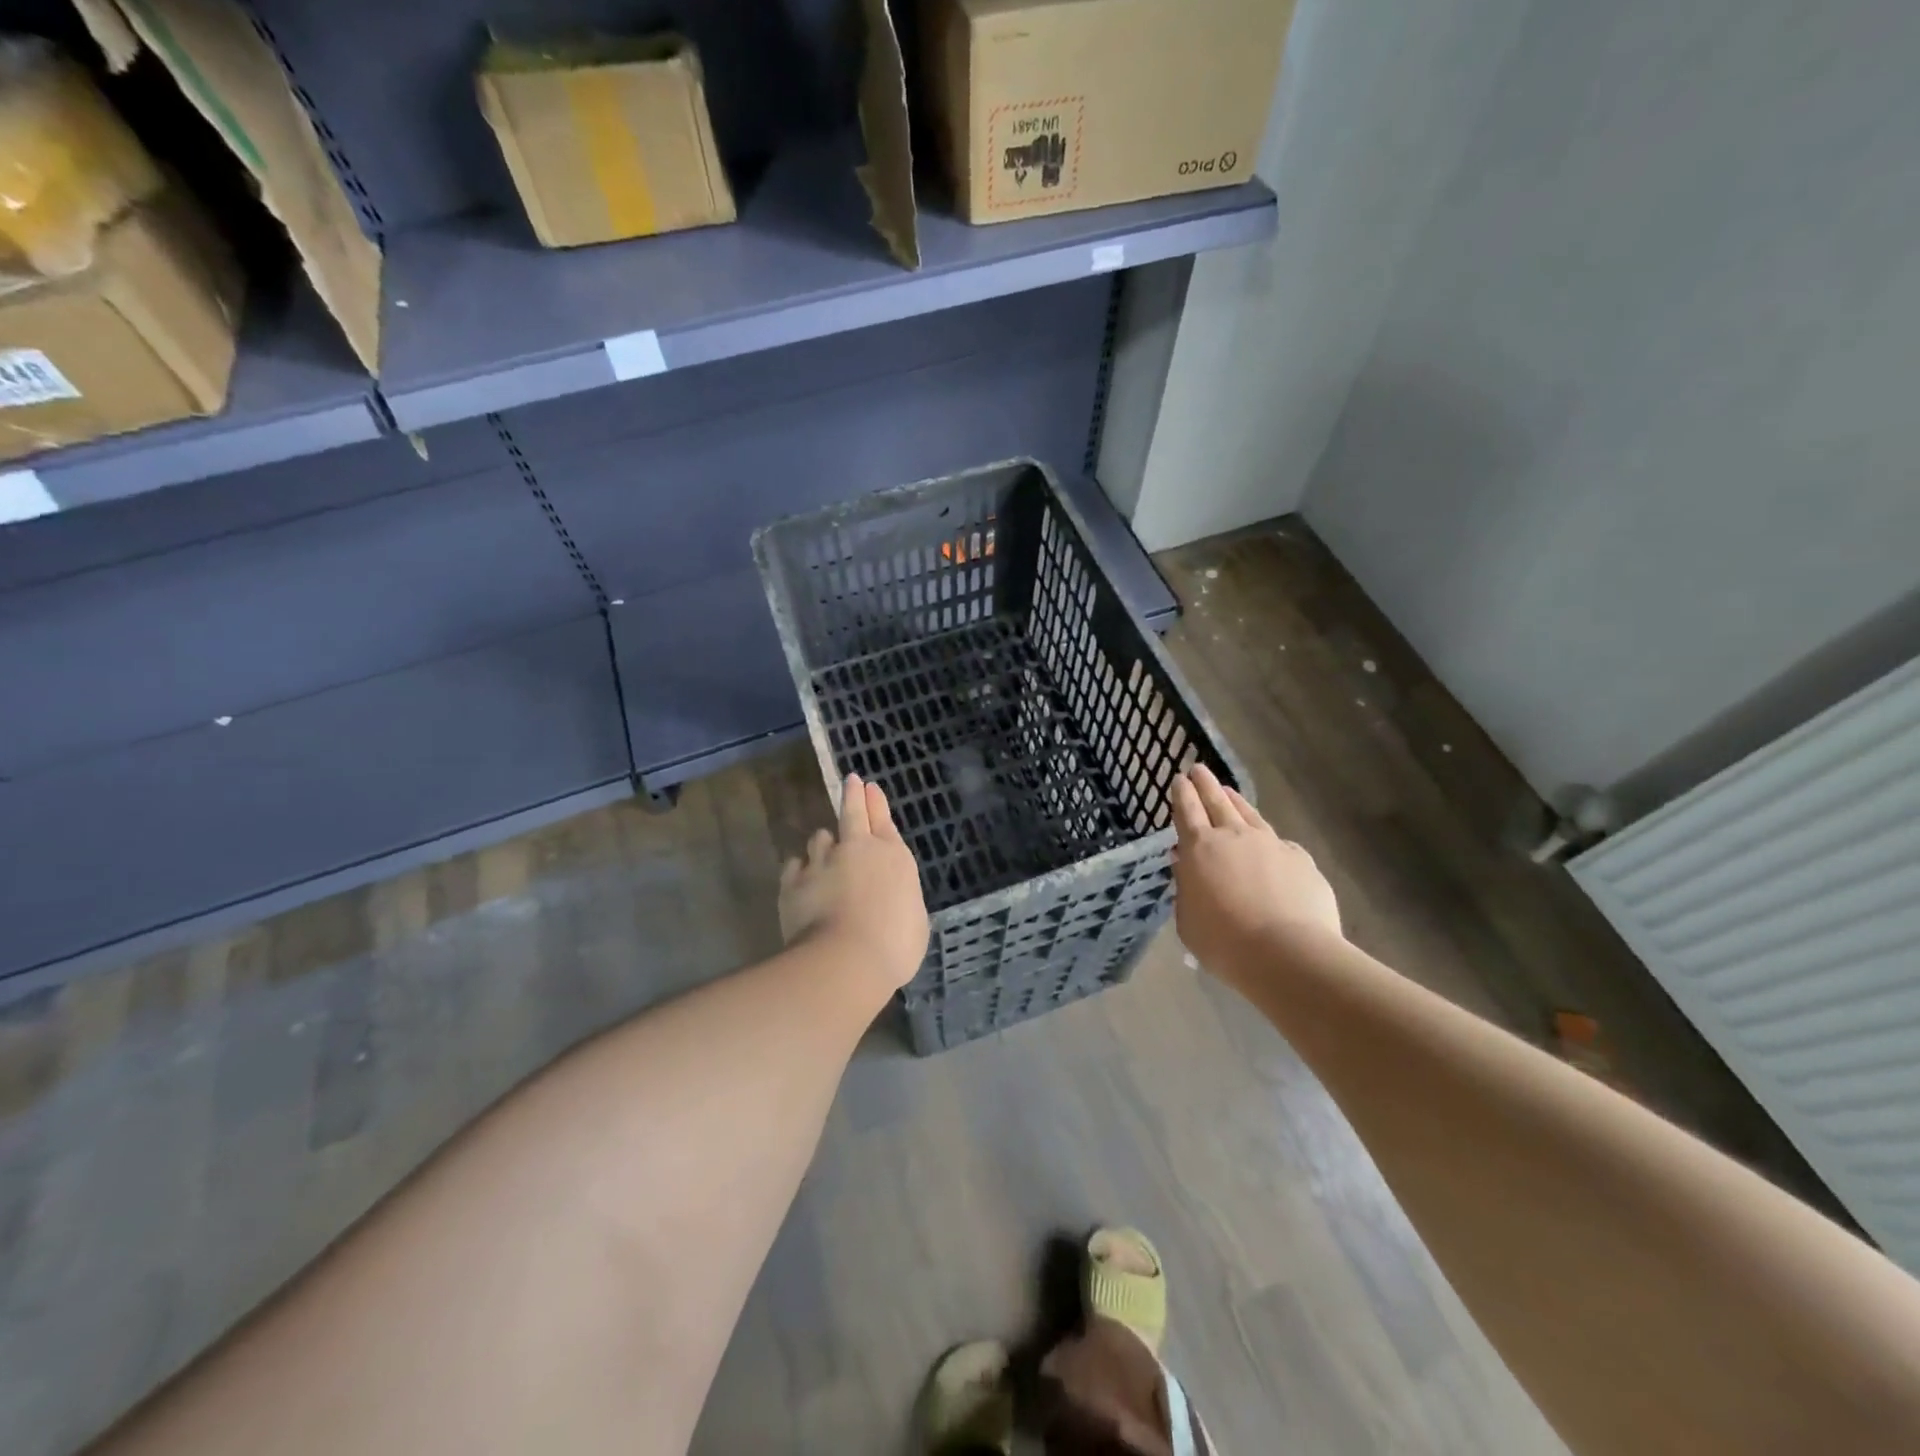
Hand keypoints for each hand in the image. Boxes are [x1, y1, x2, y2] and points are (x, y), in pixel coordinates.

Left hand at [779, 773, 929, 993]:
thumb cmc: (894, 945)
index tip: (868, 787)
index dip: (876, 803)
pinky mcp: (793, 882)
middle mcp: (857, 850)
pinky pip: (795, 866)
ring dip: (824, 844)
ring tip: (824, 855)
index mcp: (893, 857)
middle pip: (852, 813)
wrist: (845, 961)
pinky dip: (800, 870)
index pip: (884, 821)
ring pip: (819, 839)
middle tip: (851, 782)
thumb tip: (890, 899)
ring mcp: (821, 862)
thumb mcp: (914, 920)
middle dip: (852, 795)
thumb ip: (899, 899)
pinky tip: (801, 879)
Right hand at [1171, 765, 1341, 976]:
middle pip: (1217, 801)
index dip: (1182, 794)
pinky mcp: (1300, 859)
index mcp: (1199, 849)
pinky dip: (1268, 838)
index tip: (1179, 779)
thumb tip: (1185, 865)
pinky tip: (1269, 843)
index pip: (1187, 811)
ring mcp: (1271, 844)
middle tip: (1198, 768)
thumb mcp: (1188, 920)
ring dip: (1236, 801)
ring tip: (1229, 791)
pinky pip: (1279, 842)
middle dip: (1205, 784)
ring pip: (1249, 814)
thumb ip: (1186, 889)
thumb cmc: (1224, 942)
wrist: (1288, 953)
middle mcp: (1234, 837)